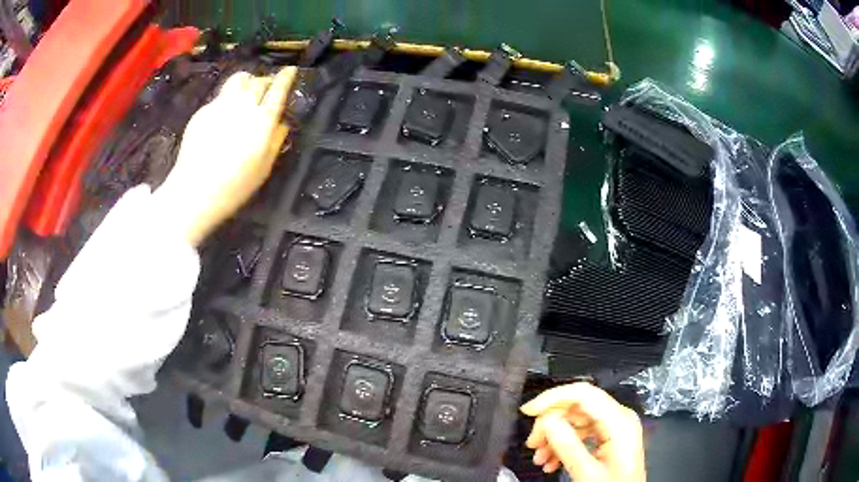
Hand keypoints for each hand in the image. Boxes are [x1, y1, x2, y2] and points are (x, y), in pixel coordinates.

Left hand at [153, 67, 296, 245]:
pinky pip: (220, 96)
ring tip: (244, 94)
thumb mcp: (264, 168)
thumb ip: (276, 141)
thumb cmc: (235, 185)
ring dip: (246, 82)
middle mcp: (244, 105)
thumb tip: (282, 123)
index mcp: (263, 119)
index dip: (286, 77)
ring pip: (237, 80)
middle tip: (265, 90)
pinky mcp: (203, 111)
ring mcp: (221, 105)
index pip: (278, 89)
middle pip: (259, 81)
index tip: (290, 70)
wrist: (195, 190)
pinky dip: (227, 99)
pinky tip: (223, 117)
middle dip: (265, 81)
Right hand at [520, 383, 645, 480]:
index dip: (553, 398)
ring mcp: (615, 428)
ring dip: (554, 438)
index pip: (584, 394)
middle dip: (551, 424)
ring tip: (540, 458)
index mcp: (620, 422)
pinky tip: (552, 461)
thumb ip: (568, 446)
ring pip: (576, 421)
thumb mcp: (588, 472)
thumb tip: (547, 421)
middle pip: (578, 407)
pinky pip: (582, 434)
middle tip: (532, 443)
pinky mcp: (609, 438)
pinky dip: (564, 445)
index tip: (529, 411)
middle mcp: (619, 418)